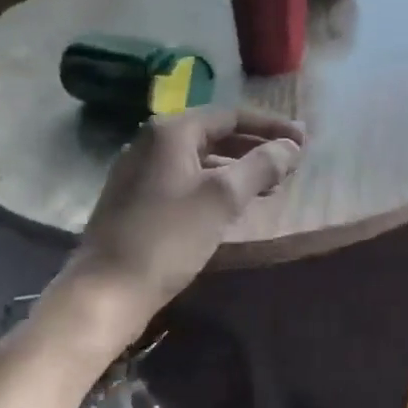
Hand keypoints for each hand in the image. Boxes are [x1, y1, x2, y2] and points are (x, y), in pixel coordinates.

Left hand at [52, 108, 303, 351]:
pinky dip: (213, 183)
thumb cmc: (167, 239)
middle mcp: (151, 141)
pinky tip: (230, 204)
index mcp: (171, 131)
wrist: (105, 292)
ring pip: (199, 158)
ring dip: (236, 167)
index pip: (231, 116)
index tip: (303, 140)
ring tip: (268, 185)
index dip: (270, 126)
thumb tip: (291, 146)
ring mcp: (139, 170)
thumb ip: (261, 165)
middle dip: (254, 147)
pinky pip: (184, 178)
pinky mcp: (134, 198)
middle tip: (289, 162)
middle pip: (214, 134)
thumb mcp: (222, 199)